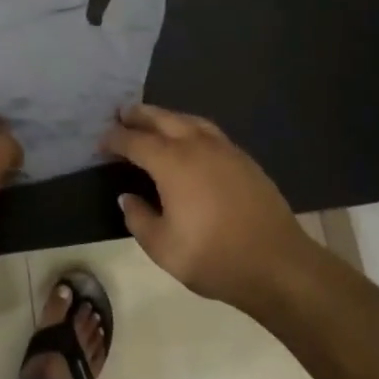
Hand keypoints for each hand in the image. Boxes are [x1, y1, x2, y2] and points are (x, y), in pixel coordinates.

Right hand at [104, 103, 313, 312]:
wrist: (278, 264)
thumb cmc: (215, 257)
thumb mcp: (163, 248)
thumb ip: (139, 219)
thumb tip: (128, 198)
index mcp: (172, 163)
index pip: (134, 141)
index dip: (114, 139)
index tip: (100, 142)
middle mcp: (196, 145)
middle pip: (162, 119)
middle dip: (139, 115)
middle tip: (122, 114)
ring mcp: (224, 149)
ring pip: (188, 120)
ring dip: (166, 116)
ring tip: (153, 120)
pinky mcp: (244, 159)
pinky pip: (209, 131)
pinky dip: (190, 127)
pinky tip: (190, 140)